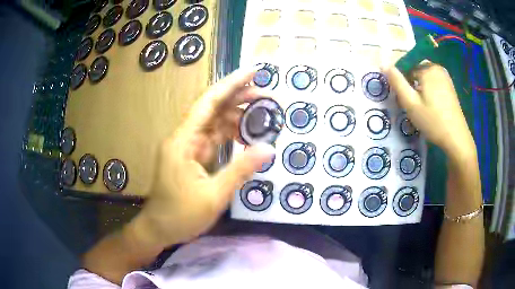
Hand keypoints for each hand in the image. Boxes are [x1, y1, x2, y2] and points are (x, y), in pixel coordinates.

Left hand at [133, 68, 274, 247]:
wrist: (159, 229)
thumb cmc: (180, 215)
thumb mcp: (213, 195)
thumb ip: (241, 170)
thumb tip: (269, 148)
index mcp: (184, 141)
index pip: (209, 102)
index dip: (232, 84)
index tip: (254, 72)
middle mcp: (184, 137)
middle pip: (213, 108)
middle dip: (240, 98)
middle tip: (269, 96)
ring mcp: (188, 147)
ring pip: (215, 123)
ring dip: (237, 116)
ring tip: (263, 115)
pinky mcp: (192, 157)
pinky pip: (214, 139)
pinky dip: (231, 134)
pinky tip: (247, 135)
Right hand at [383, 62, 475, 156]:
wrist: (456, 138)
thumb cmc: (433, 121)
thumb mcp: (411, 103)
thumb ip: (397, 82)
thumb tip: (383, 64)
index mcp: (427, 68)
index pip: (406, 68)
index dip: (403, 84)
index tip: (406, 100)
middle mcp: (437, 67)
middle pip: (416, 72)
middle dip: (412, 86)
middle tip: (414, 106)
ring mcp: (445, 77)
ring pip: (425, 78)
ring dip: (420, 89)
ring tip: (423, 108)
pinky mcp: (450, 86)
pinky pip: (434, 83)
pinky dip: (429, 92)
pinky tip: (432, 107)